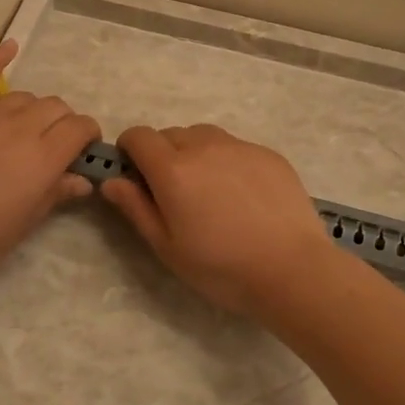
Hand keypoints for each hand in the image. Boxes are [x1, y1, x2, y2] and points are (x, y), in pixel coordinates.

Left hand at [0, 40, 101, 295]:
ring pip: (23, 96)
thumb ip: (57, 193)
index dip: (87, 134)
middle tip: (52, 142)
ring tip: (23, 127)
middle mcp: (20, 128)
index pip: (80, 127)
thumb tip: (84, 179)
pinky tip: (10, 46)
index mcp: (44, 158)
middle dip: (62, 122)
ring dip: (32, 109)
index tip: (83, 148)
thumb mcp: (26, 223)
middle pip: (55, 107)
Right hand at [99, 123, 332, 314]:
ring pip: (204, 136)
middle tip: (174, 192)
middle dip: (162, 154)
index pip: (138, 135)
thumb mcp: (167, 247)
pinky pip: (235, 147)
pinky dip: (227, 161)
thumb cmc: (222, 267)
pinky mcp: (268, 154)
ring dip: (195, 153)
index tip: (135, 174)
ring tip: (209, 190)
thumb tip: (111, 180)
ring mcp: (239, 146)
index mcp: (172, 168)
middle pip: (171, 134)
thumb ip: (136, 208)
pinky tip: (242, 195)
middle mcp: (203, 146)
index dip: (130, 149)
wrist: (293, 270)